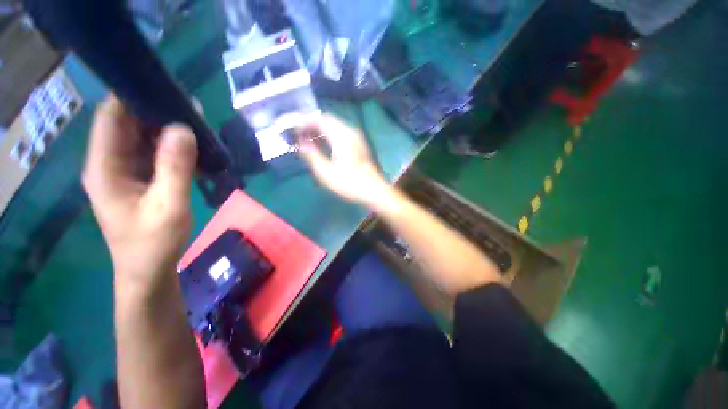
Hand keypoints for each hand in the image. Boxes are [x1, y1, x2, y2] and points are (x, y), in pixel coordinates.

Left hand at [83, 97, 197, 292]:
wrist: (148, 270)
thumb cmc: (154, 242)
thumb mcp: (169, 205)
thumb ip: (175, 167)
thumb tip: (184, 128)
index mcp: (105, 167)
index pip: (112, 117)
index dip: (134, 97)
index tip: (166, 88)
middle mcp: (108, 162)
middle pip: (127, 123)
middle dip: (156, 111)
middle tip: (192, 109)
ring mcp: (122, 170)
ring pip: (141, 137)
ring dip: (167, 129)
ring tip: (197, 125)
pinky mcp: (137, 178)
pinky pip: (151, 152)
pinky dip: (170, 146)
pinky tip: (191, 147)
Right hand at [296, 114, 392, 208]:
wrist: (375, 191)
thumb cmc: (350, 183)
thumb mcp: (326, 172)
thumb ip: (312, 155)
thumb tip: (301, 143)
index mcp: (342, 135)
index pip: (320, 119)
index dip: (305, 121)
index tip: (293, 128)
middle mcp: (351, 132)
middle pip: (329, 121)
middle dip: (313, 125)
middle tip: (300, 134)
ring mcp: (358, 138)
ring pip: (336, 127)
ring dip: (322, 130)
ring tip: (310, 140)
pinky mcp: (361, 146)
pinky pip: (342, 134)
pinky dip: (331, 136)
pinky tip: (326, 146)